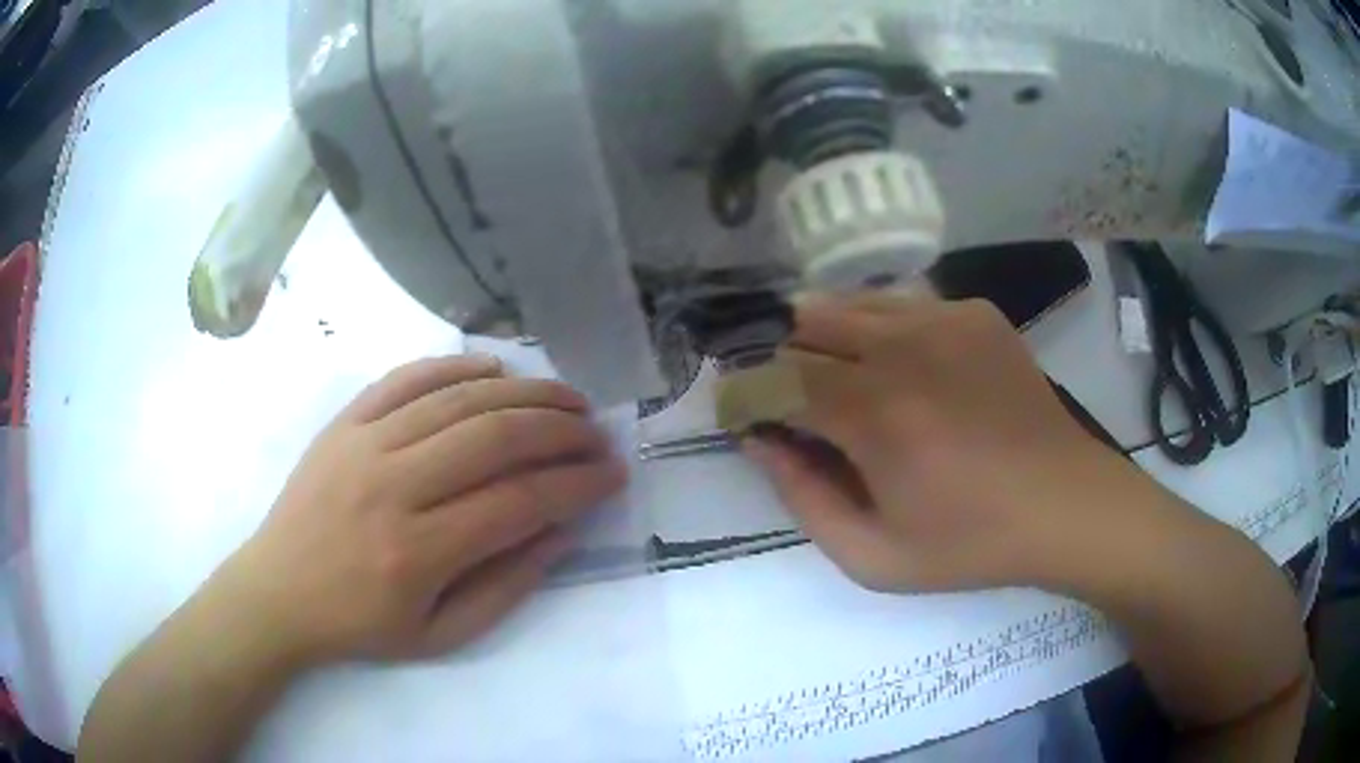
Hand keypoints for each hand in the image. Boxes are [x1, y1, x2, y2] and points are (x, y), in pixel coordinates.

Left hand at [225, 355, 624, 663]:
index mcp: (417, 553)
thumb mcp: (441, 634)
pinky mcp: (345, 421)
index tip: (612, 475)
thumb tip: (561, 532)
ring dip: (524, 392)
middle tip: (597, 433)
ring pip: (459, 399)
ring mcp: (364, 443)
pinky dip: (457, 366)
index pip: (518, 502)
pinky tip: (496, 368)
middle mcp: (392, 487)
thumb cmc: (360, 624)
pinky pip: (408, 376)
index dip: (576, 484)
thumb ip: (507, 587)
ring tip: (566, 399)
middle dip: (561, 431)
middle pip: (495, 437)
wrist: (278, 591)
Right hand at [744, 294, 1162, 593]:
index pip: (776, 376)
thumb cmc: (971, 543)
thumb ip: (803, 499)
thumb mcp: (873, 557)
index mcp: (875, 415)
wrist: (1065, 504)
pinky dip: (880, 329)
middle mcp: (904, 347)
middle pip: (806, 322)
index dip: (748, 393)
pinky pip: (902, 304)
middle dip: (782, 357)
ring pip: (850, 302)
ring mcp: (945, 318)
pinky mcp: (975, 312)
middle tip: (792, 399)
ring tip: (841, 380)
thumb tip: (760, 442)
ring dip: (827, 336)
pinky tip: (902, 368)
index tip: (745, 416)